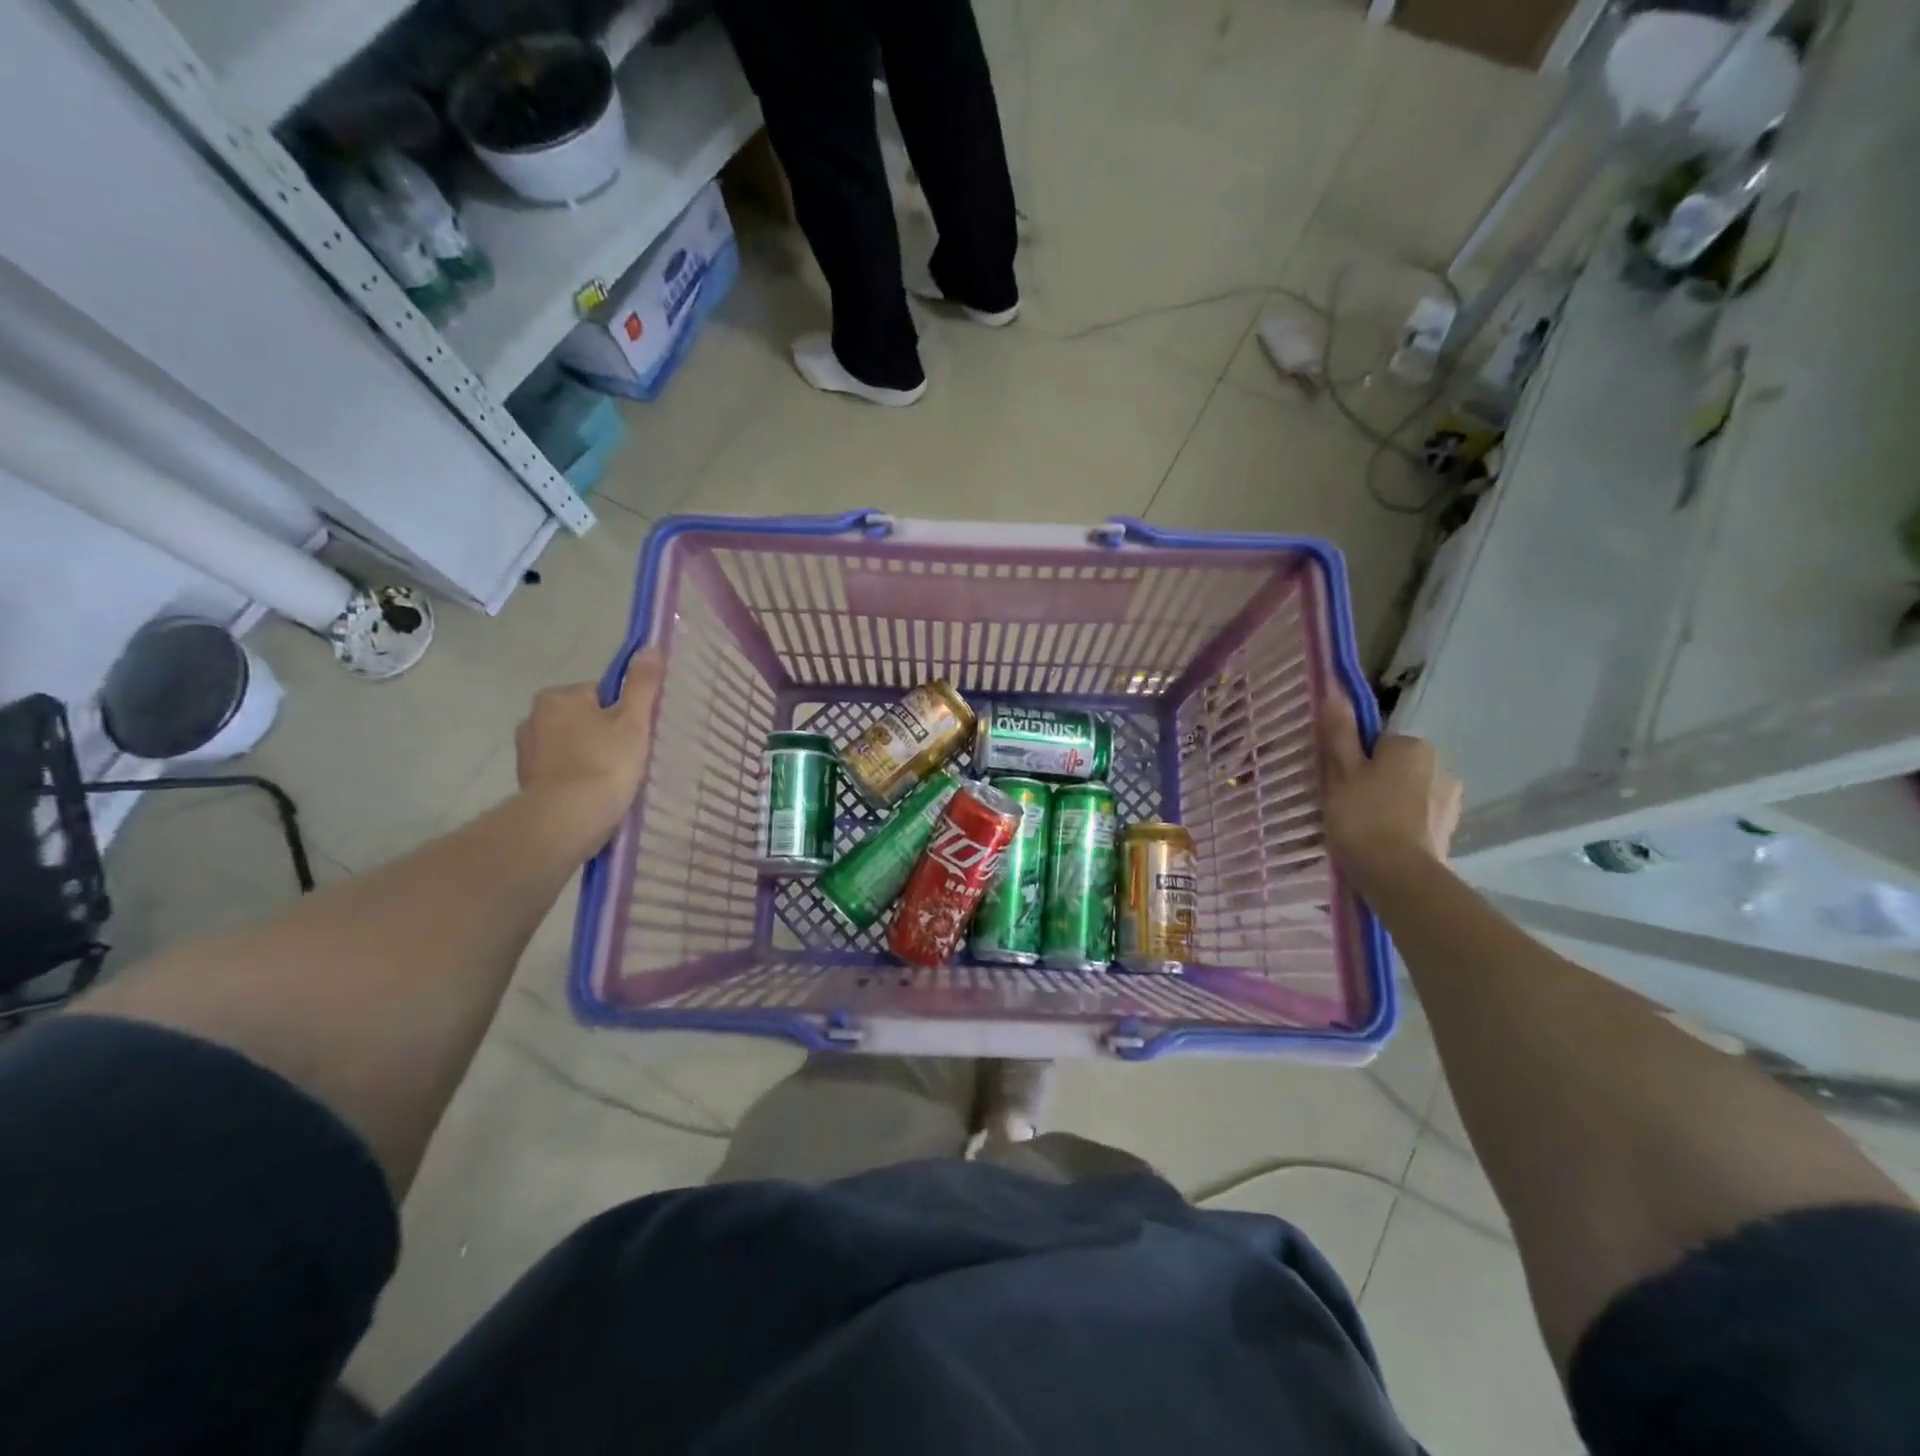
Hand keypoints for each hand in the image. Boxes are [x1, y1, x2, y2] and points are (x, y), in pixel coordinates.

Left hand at [514, 650, 663, 853]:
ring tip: (614, 780)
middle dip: (604, 734)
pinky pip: (561, 771)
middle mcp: (534, 718)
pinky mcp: (527, 782)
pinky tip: (595, 795)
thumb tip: (650, 647)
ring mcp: (527, 752)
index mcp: (559, 696)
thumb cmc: (604, 764)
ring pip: (571, 746)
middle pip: (584, 719)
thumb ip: (642, 684)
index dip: (625, 712)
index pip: (601, 694)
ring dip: (589, 757)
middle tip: (630, 758)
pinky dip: (577, 779)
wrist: (566, 820)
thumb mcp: (634, 721)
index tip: (638, 734)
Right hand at [1319, 692, 1460, 889]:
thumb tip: (1335, 691)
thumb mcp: (1340, 772)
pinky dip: (1402, 825)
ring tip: (1363, 830)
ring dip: (1389, 804)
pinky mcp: (1450, 830)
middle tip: (1346, 807)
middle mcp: (1441, 765)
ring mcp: (1450, 800)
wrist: (1398, 877)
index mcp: (1413, 746)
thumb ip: (1339, 733)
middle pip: (1395, 766)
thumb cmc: (1363, 817)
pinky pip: (1418, 817)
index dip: (1354, 762)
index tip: (1338, 784)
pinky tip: (1383, 843)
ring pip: (1408, 792)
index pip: (1377, 743)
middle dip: (1374, 782)